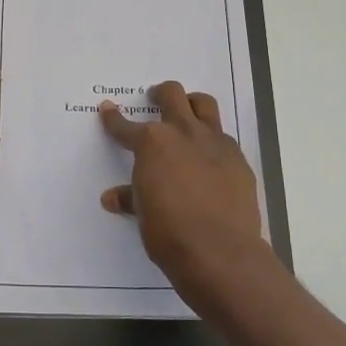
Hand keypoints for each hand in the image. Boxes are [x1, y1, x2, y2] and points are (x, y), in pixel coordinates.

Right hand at [100, 80, 264, 284]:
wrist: (219, 251)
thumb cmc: (169, 232)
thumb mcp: (142, 214)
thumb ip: (130, 198)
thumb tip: (112, 198)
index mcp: (152, 143)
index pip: (125, 126)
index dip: (113, 118)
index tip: (107, 109)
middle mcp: (183, 132)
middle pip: (172, 95)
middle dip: (160, 94)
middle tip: (155, 99)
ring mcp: (215, 142)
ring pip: (204, 104)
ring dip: (192, 104)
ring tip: (186, 114)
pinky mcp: (238, 159)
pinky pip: (223, 138)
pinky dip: (212, 141)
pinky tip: (209, 158)